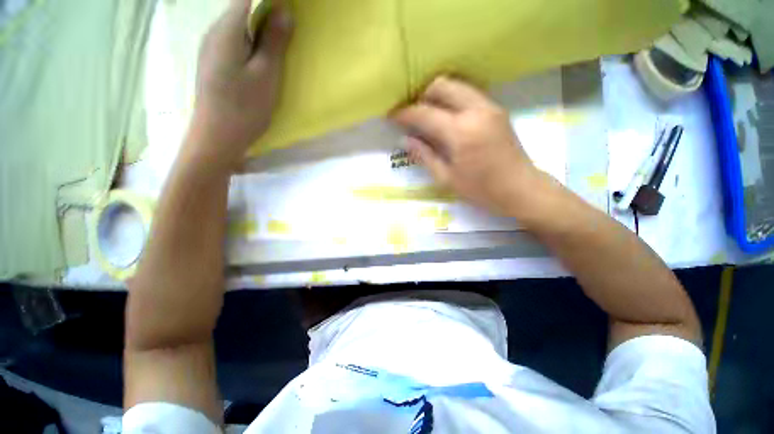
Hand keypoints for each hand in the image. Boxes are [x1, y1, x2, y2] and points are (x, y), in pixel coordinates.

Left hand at [189, 0, 292, 170]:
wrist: (218, 136)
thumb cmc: (245, 107)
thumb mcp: (266, 75)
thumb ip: (274, 41)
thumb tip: (284, 11)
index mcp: (226, 30)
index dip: (268, 1)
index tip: (287, 9)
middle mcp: (214, 32)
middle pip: (240, 10)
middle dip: (265, 13)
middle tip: (288, 29)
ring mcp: (210, 49)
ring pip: (237, 27)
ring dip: (258, 30)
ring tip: (278, 44)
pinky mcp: (213, 63)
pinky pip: (233, 42)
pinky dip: (249, 43)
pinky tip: (260, 60)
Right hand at [392, 77, 544, 216]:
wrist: (520, 189)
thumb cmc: (481, 190)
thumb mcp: (446, 178)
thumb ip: (424, 156)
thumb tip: (404, 140)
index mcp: (460, 132)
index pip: (425, 113)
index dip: (405, 113)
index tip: (392, 115)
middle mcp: (475, 110)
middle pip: (442, 86)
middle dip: (422, 95)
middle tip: (412, 113)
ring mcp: (489, 106)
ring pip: (457, 85)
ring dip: (438, 95)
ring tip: (427, 114)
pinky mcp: (497, 109)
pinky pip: (469, 94)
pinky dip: (453, 99)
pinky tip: (447, 116)